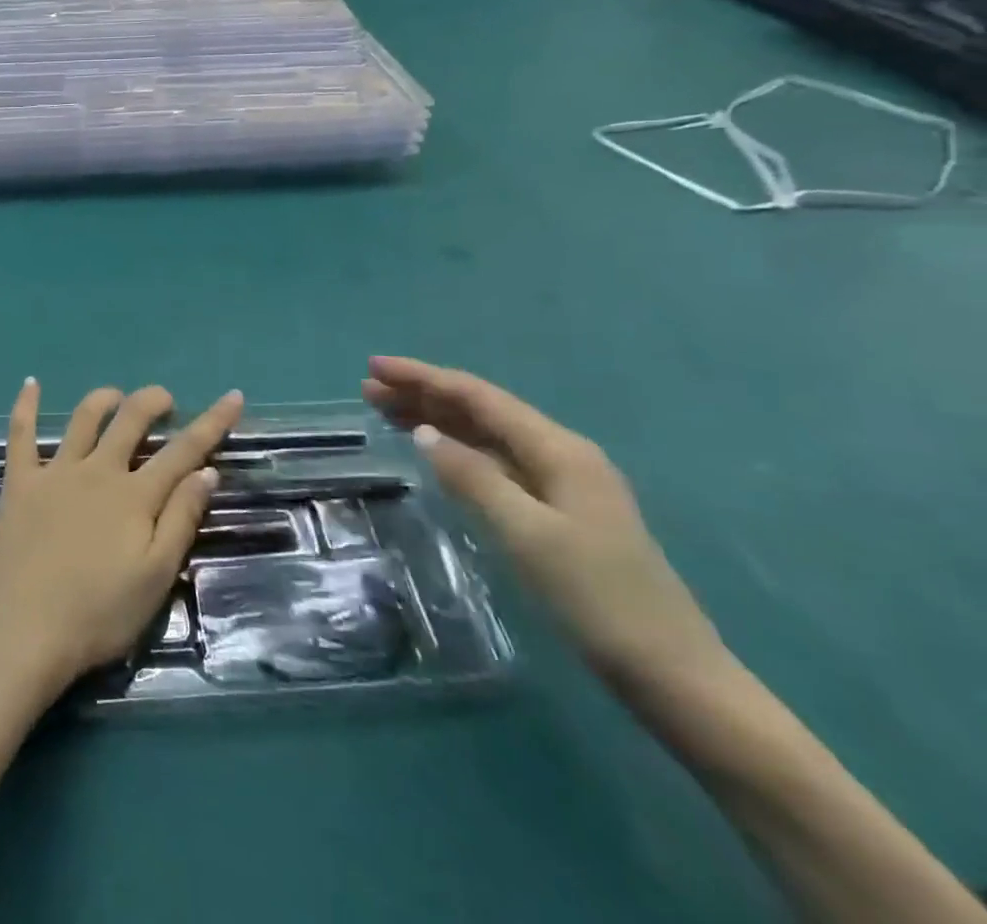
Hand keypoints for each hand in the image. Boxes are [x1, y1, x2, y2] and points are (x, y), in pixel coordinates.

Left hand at [0, 381, 240, 700]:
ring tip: (115, 395)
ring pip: (82, 420)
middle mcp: (97, 471)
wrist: (22, 631)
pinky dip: (25, 406)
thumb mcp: (155, 576)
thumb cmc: (97, 614)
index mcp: (135, 496)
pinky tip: (31, 384)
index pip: (184, 450)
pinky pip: (20, 434)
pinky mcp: (19, 482)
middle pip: (130, 421)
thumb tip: (207, 471)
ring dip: (102, 399)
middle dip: (152, 402)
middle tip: (165, 399)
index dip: (212, 422)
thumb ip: (181, 520)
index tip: (233, 395)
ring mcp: (54, 472)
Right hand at [362, 357, 725, 691]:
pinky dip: (457, 450)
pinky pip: (495, 463)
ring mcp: (562, 484)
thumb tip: (424, 433)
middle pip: (481, 411)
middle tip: (369, 388)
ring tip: (386, 411)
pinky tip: (434, 451)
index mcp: (558, 450)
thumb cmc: (597, 598)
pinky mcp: (557, 512)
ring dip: (436, 420)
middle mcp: (560, 455)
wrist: (672, 674)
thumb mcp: (526, 534)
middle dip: (424, 394)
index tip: (375, 367)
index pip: (478, 397)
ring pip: (486, 436)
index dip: (424, 378)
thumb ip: (472, 477)